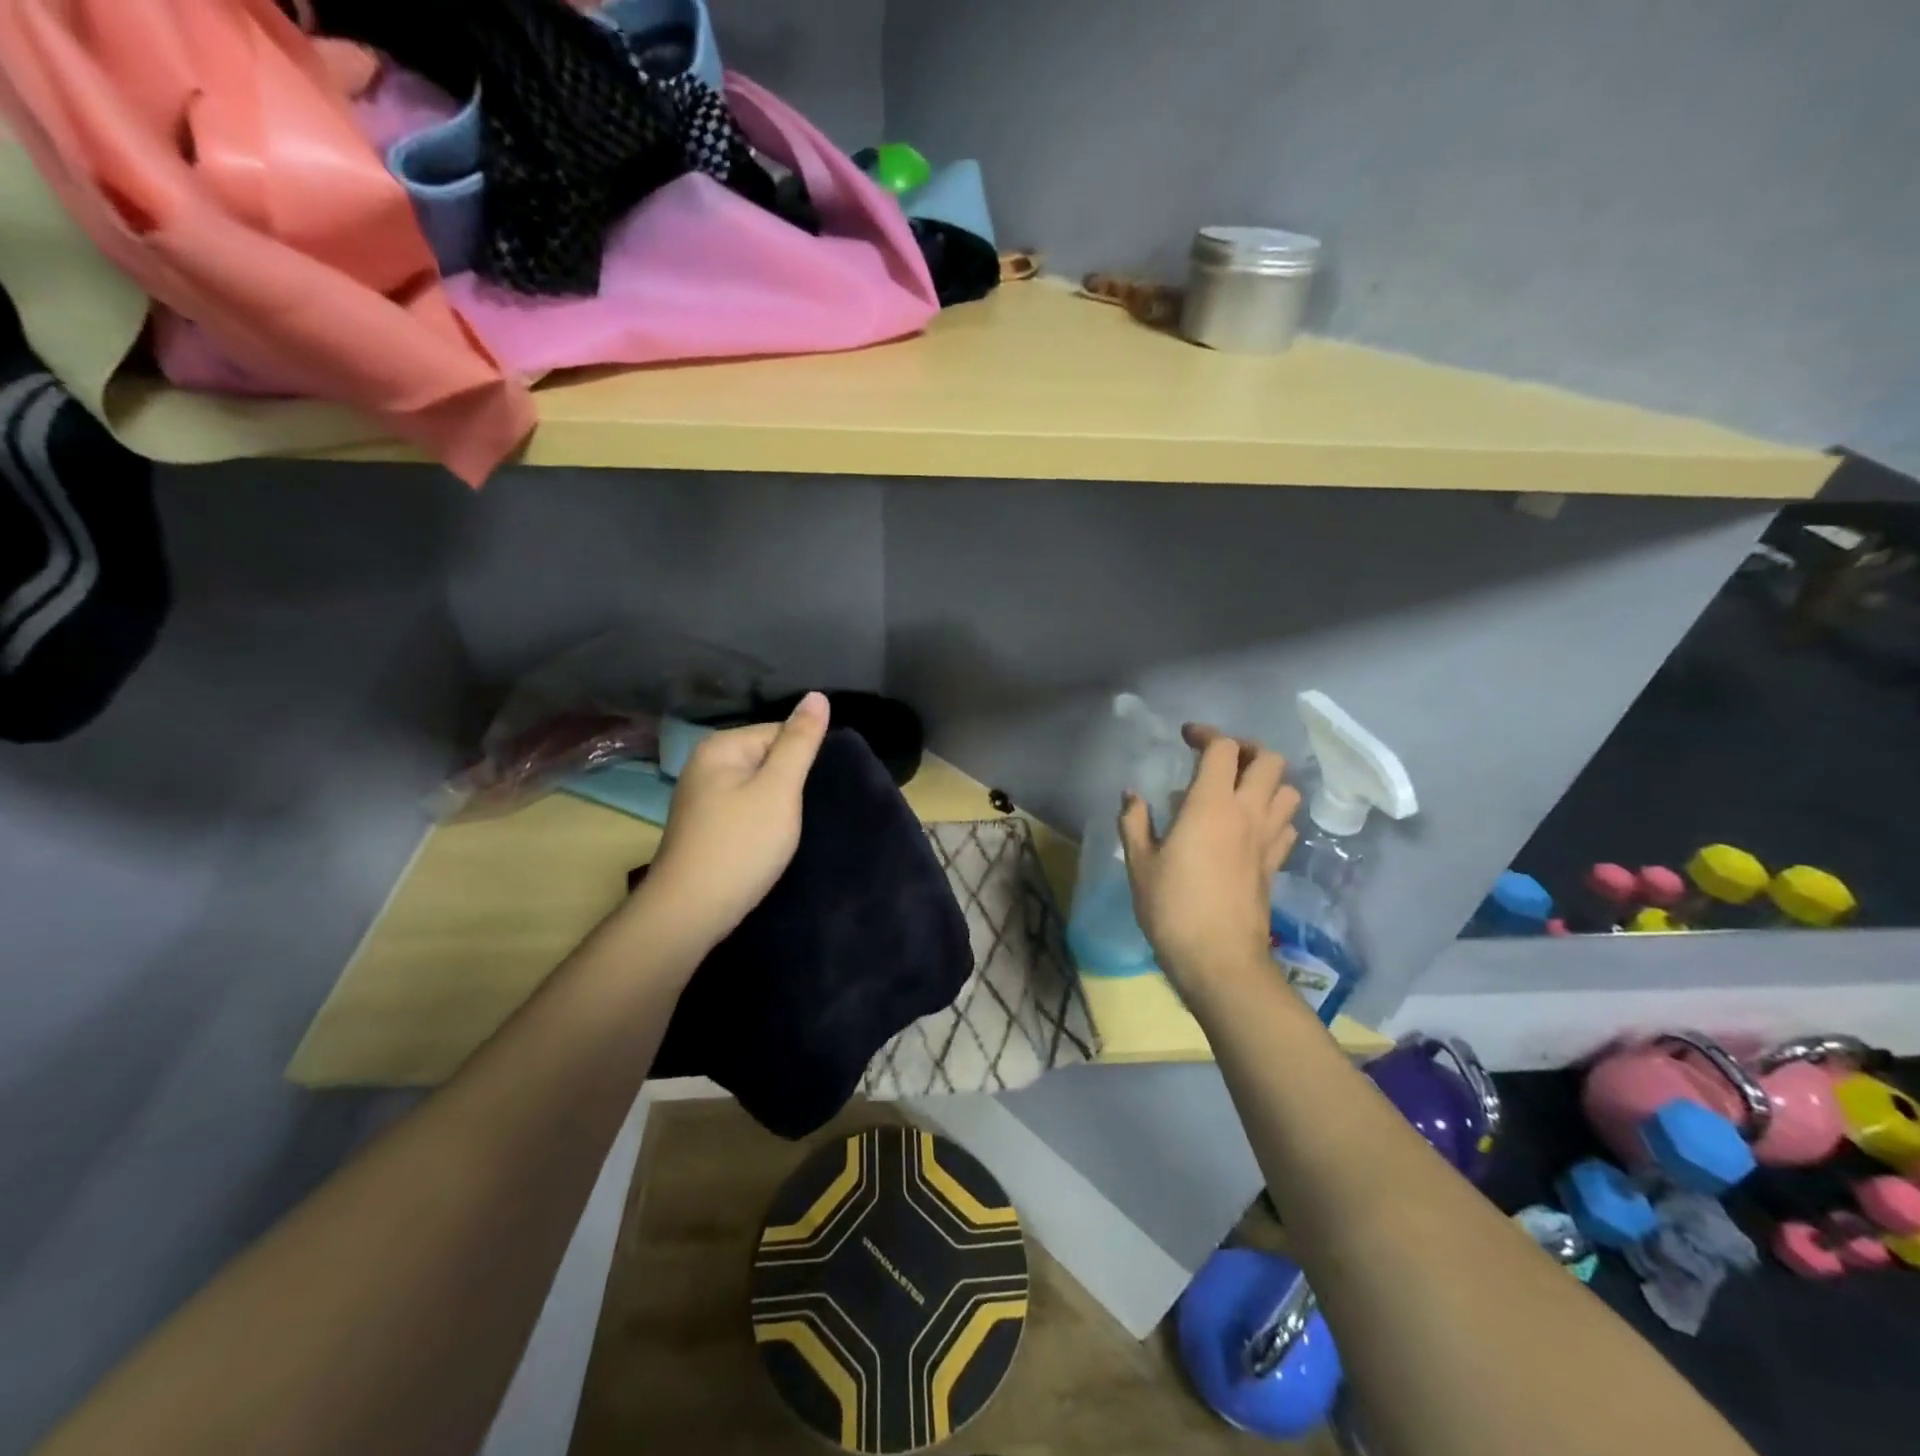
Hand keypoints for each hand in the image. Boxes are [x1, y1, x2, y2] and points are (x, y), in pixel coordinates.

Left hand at [641, 692, 830, 952]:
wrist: (690, 913)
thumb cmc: (740, 845)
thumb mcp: (779, 790)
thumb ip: (800, 742)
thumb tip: (818, 695)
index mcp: (721, 747)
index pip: (779, 732)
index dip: (803, 760)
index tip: (814, 791)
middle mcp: (705, 764)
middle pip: (768, 758)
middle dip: (791, 782)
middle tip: (803, 813)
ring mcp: (701, 797)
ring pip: (758, 786)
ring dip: (778, 805)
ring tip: (788, 830)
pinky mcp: (704, 826)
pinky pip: (744, 809)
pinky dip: (761, 822)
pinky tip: (768, 842)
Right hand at [1119, 724, 1300, 995]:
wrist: (1219, 959)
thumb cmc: (1172, 908)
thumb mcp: (1140, 863)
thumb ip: (1134, 822)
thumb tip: (1131, 795)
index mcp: (1211, 805)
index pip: (1223, 749)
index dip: (1207, 734)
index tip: (1187, 737)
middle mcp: (1247, 813)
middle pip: (1270, 760)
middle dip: (1246, 749)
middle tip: (1219, 759)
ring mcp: (1267, 839)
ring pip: (1287, 790)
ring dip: (1267, 780)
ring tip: (1239, 789)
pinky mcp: (1275, 864)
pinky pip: (1286, 825)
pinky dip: (1273, 814)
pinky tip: (1250, 826)